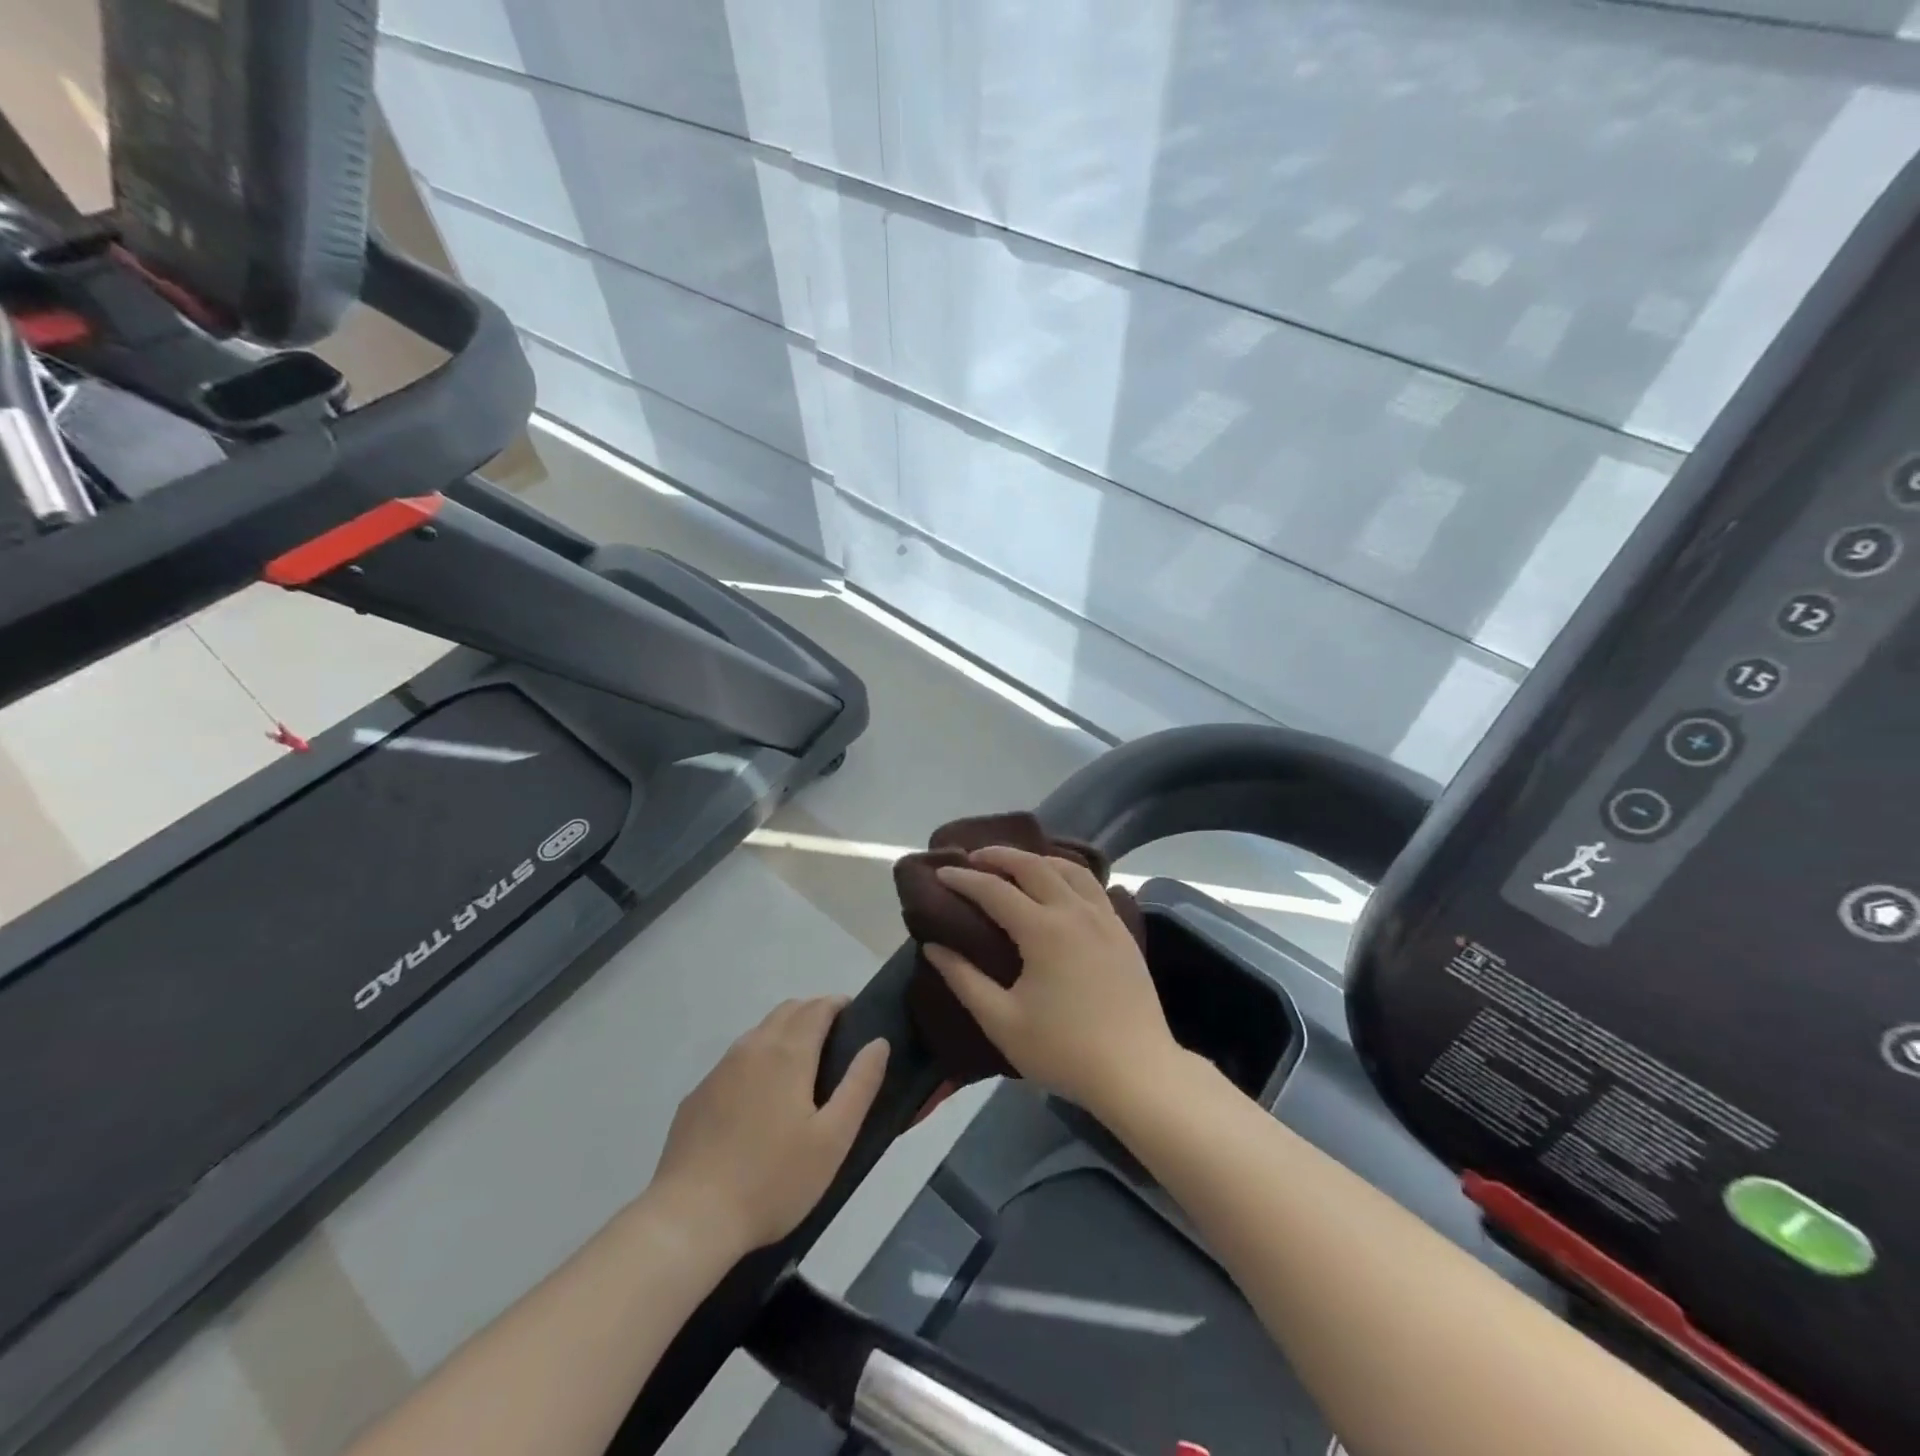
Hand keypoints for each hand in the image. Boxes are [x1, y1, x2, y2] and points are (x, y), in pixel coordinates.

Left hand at [646, 997, 887, 1254]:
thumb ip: (859, 1085)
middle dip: (813, 1012)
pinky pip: (734, 1062)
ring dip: (784, 1033)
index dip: (837, 1004)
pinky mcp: (697, 1096)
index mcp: (788, 1053)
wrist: (690, 1219)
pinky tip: (759, 1100)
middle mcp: (752, 1048)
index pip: (817, 1007)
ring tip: (801, 1068)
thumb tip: (878, 1042)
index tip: (854, 1014)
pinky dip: (757, 1060)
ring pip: (758, 1033)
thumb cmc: (773, 1180)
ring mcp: (719, 1070)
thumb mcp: (833, 1139)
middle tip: (834, 1038)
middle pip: (787, 1011)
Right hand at [925, 847, 1181, 1116]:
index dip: (964, 879)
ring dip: (1037, 858)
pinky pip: (1092, 886)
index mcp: (1043, 930)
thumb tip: (933, 946)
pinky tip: (1060, 886)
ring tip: (1015, 864)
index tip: (940, 873)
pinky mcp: (1123, 931)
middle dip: (1000, 855)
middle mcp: (1075, 911)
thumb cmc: (1064, 1051)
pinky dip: (1068, 873)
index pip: (994, 890)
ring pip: (1070, 868)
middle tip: (974, 857)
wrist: (1137, 1072)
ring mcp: (1105, 918)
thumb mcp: (1002, 1021)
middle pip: (1034, 865)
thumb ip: (964, 979)